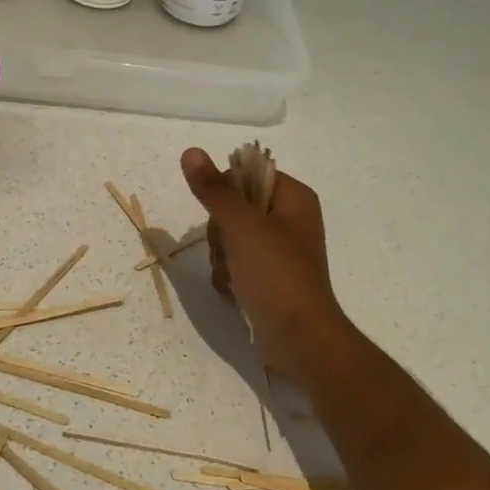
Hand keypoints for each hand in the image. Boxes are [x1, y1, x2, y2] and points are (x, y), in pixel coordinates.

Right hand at [181, 148, 354, 380]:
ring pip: (231, 238)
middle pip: (235, 208)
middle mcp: (290, 220)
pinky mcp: (270, 278)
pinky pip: (237, 264)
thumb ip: (214, 189)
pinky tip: (233, 290)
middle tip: (229, 250)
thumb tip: (190, 151)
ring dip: (222, 257)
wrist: (298, 338)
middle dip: (221, 233)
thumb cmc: (275, 273)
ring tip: (232, 276)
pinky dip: (229, 275)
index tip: (223, 216)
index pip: (247, 175)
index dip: (226, 193)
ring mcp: (280, 251)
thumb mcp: (241, 225)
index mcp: (294, 198)